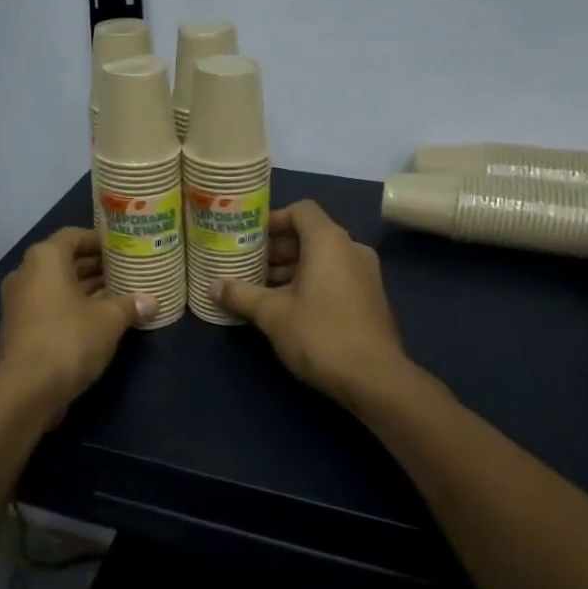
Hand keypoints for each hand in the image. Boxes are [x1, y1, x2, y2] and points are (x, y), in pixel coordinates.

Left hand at [0, 228, 152, 425]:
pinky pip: (51, 305)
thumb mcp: (108, 320)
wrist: (26, 391)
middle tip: (128, 270)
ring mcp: (20, 302)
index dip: (100, 240)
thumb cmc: (68, 340)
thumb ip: (130, 305)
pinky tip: (101, 318)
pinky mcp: (20, 327)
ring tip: (121, 293)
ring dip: (87, 288)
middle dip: (96, 266)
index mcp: (44, 259)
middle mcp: (26, 273)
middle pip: (65, 260)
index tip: (124, 248)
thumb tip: (152, 301)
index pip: (74, 235)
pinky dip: (73, 307)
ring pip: (58, 285)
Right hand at [213, 200, 410, 404]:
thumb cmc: (320, 334)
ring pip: (323, 257)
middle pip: (310, 234)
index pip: (301, 210)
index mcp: (329, 241)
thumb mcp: (272, 314)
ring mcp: (366, 273)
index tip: (249, 239)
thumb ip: (241, 294)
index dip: (273, 219)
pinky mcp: (370, 297)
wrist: (375, 378)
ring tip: (262, 289)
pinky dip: (311, 281)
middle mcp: (351, 248)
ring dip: (292, 268)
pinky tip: (289, 307)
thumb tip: (212, 286)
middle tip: (249, 266)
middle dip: (277, 248)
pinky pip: (336, 275)